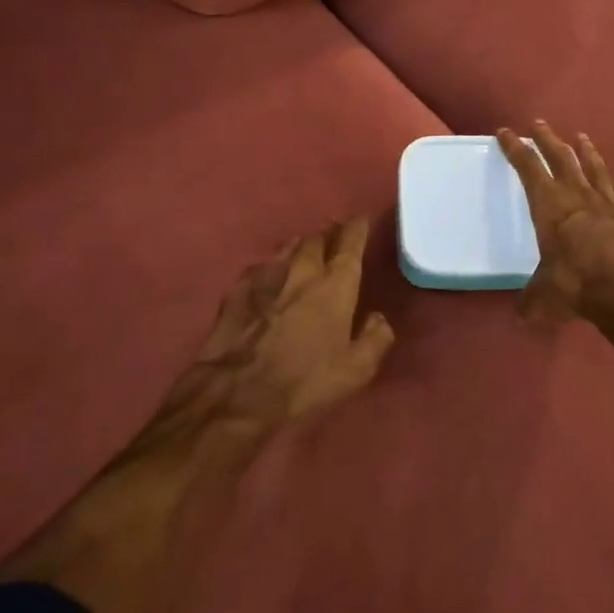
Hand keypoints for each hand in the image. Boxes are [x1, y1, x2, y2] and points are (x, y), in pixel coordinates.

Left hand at [196, 217, 394, 424]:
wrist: (236, 392)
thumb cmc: (304, 380)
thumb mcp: (356, 370)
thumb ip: (376, 338)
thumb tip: (378, 318)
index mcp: (336, 283)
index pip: (351, 241)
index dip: (358, 227)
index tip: (362, 220)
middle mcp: (303, 269)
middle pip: (318, 238)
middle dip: (329, 234)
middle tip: (335, 236)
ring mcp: (267, 275)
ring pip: (288, 247)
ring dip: (301, 245)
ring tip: (305, 249)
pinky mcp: (237, 289)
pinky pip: (260, 267)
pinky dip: (271, 267)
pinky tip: (269, 276)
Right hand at [498, 122, 613, 324]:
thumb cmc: (576, 285)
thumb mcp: (543, 296)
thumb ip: (531, 299)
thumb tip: (522, 312)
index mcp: (549, 205)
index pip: (527, 167)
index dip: (515, 148)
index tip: (506, 132)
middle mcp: (576, 194)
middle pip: (560, 157)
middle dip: (547, 139)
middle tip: (539, 124)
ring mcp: (606, 201)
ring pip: (592, 167)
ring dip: (584, 150)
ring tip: (580, 137)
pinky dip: (611, 182)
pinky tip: (611, 180)